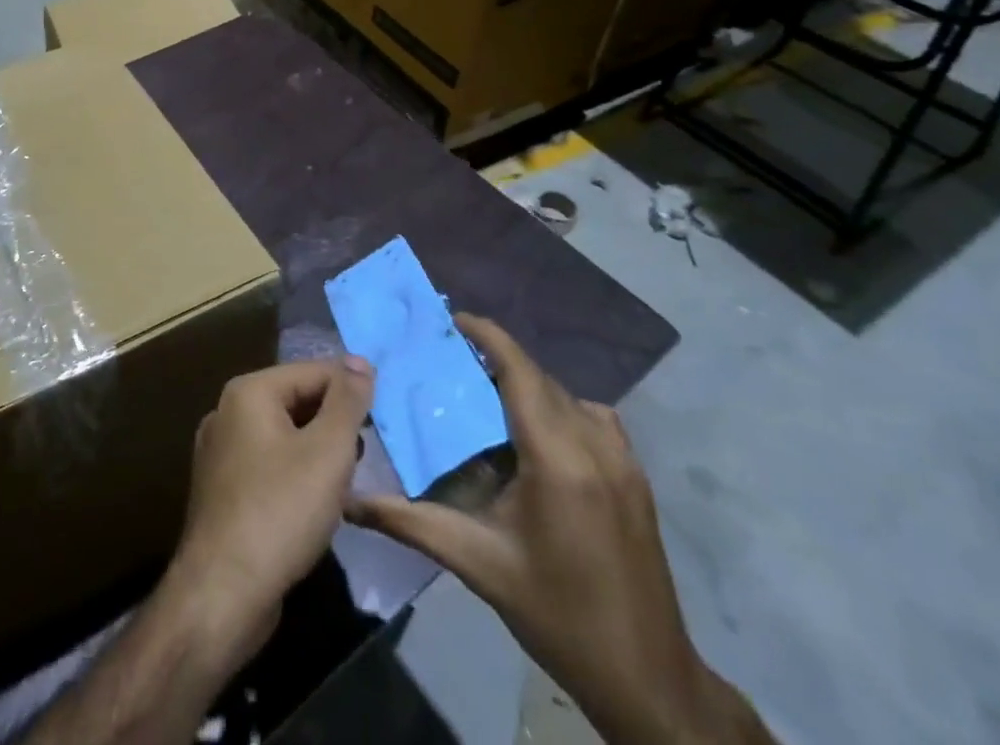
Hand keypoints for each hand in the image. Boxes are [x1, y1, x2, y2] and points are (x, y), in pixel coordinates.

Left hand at [162, 356, 374, 667]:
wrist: (223, 593)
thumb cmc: (280, 511)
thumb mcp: (327, 451)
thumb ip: (347, 402)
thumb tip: (360, 361)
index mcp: (248, 392)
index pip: (312, 372)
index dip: (351, 389)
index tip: (383, 416)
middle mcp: (227, 411)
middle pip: (295, 400)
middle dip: (334, 422)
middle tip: (367, 453)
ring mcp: (220, 451)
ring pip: (283, 435)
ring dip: (317, 450)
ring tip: (348, 479)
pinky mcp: (223, 489)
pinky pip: (268, 464)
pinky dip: (296, 473)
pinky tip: (316, 503)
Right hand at [346, 316, 766, 744]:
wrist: (649, 680)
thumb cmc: (557, 616)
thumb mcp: (478, 565)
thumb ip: (411, 523)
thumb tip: (351, 501)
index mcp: (557, 459)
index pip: (520, 371)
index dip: (487, 336)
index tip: (452, 319)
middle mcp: (594, 446)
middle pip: (540, 379)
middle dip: (496, 360)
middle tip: (450, 362)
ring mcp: (624, 460)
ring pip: (567, 396)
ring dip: (527, 385)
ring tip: (486, 395)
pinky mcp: (637, 477)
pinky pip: (592, 418)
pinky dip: (558, 408)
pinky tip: (535, 435)